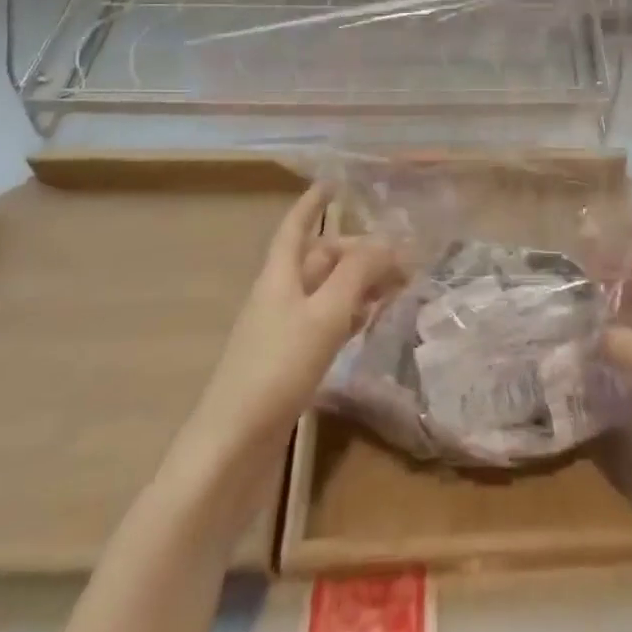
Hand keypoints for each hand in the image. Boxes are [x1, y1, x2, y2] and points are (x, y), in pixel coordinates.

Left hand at [186, 184, 399, 456]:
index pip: (296, 228)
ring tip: (395, 283)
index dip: (312, 203)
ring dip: (357, 283)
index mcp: (279, 277)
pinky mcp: (289, 363)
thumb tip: (386, 241)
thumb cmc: (277, 369)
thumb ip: (357, 274)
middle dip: (356, 251)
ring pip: (326, 292)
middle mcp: (279, 296)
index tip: (332, 182)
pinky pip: (325, 323)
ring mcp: (282, 331)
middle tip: (398, 255)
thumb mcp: (325, 315)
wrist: (232, 449)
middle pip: (319, 260)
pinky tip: (369, 322)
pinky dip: (349, 315)